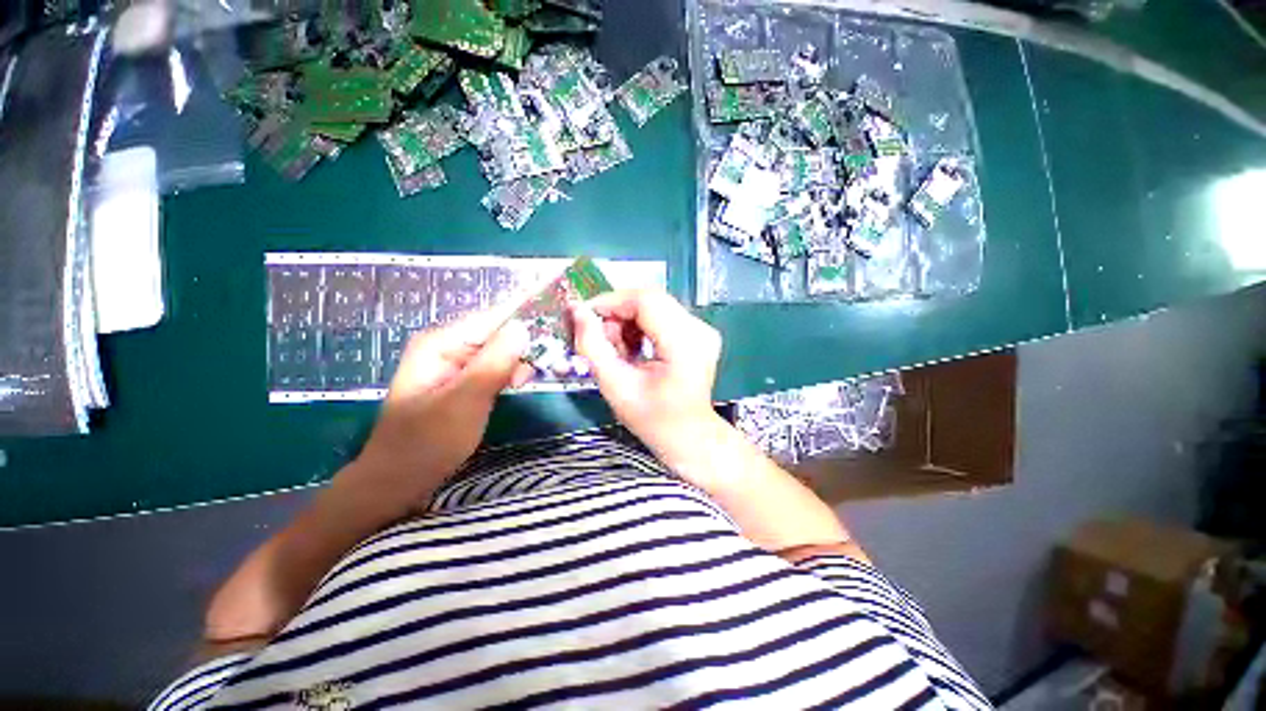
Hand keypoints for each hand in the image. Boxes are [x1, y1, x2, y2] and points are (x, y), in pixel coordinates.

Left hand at [352, 310, 533, 510]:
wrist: (397, 482)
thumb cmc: (427, 442)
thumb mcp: (465, 401)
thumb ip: (495, 363)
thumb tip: (523, 326)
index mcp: (441, 342)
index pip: (493, 316)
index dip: (526, 315)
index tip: (556, 319)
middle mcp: (448, 345)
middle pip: (498, 332)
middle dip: (525, 343)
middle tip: (546, 362)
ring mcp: (455, 364)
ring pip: (499, 351)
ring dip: (519, 361)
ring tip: (529, 379)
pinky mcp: (462, 381)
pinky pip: (494, 367)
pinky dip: (510, 373)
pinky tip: (518, 384)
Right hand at [570, 289, 722, 458]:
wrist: (689, 436)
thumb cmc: (653, 419)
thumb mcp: (615, 386)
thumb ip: (592, 347)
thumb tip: (576, 311)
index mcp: (684, 344)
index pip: (645, 301)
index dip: (611, 302)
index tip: (585, 317)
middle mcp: (699, 328)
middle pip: (649, 299)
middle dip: (617, 313)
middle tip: (600, 338)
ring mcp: (702, 328)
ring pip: (654, 304)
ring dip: (628, 320)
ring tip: (617, 349)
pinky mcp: (699, 331)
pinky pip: (662, 314)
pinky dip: (641, 326)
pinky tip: (633, 348)